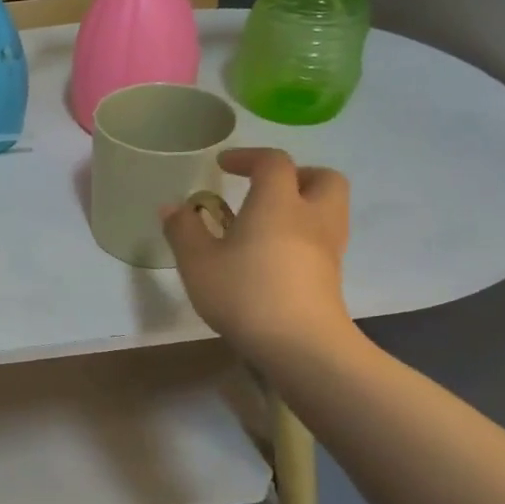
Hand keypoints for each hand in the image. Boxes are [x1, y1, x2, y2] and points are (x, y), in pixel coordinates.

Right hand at [163, 148, 354, 370]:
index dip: (248, 157)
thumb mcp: (198, 261)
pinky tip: (272, 256)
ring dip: (302, 205)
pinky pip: (322, 239)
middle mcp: (311, 217)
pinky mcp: (331, 276)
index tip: (223, 166)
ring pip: (328, 209)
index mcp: (278, 203)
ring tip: (265, 224)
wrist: (301, 346)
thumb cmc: (245, 293)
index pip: (273, 162)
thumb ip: (183, 230)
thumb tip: (173, 207)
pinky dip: (302, 236)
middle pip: (322, 178)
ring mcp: (328, 248)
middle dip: (295, 175)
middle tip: (263, 189)